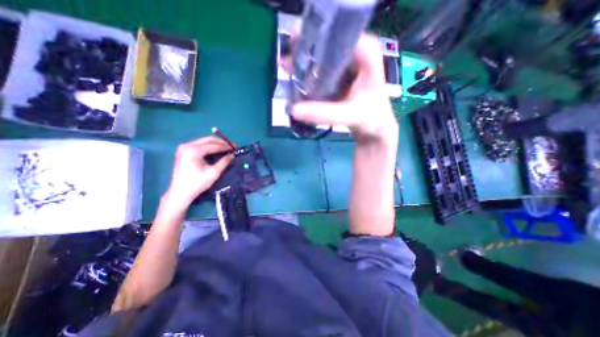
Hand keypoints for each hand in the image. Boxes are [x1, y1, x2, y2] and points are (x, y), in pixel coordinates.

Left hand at [163, 136, 233, 204]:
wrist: (180, 193)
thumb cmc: (197, 184)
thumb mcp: (214, 173)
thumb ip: (224, 162)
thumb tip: (232, 155)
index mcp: (194, 151)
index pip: (214, 145)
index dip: (226, 146)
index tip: (235, 148)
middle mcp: (187, 145)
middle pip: (208, 139)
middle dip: (222, 142)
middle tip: (232, 146)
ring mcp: (184, 147)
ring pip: (204, 141)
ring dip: (216, 143)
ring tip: (226, 147)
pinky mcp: (183, 151)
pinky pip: (199, 144)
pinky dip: (209, 146)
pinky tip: (216, 150)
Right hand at [290, 33, 396, 144]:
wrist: (375, 128)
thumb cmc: (371, 119)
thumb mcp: (350, 115)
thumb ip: (324, 113)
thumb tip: (294, 110)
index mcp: (365, 53)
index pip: (337, 33)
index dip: (314, 38)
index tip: (294, 47)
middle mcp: (355, 53)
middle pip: (327, 44)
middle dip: (305, 52)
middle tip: (285, 62)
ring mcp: (346, 65)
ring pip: (322, 57)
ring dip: (304, 64)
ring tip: (286, 69)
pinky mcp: (339, 76)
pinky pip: (321, 71)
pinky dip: (309, 76)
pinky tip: (296, 80)